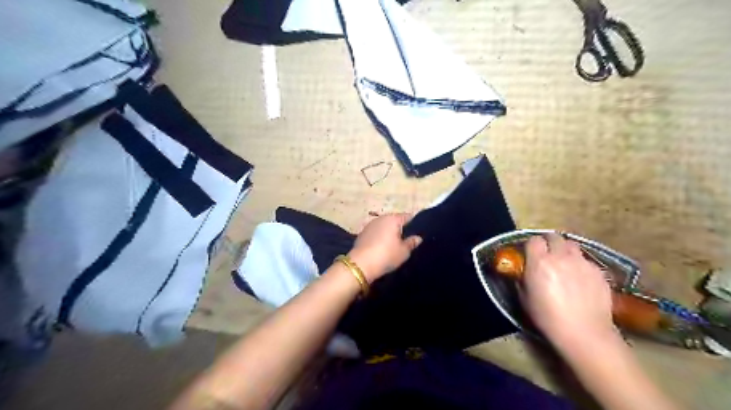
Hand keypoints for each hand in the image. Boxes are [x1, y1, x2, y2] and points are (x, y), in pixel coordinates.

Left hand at [346, 214, 422, 281]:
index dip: (414, 224)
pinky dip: (380, 237)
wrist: (361, 265)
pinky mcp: (362, 234)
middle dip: (400, 228)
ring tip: (395, 244)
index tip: (419, 232)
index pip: (407, 217)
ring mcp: (370, 225)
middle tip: (407, 240)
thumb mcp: (404, 252)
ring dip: (389, 233)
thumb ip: (411, 243)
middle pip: (394, 220)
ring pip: (384, 226)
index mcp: (393, 219)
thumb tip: (418, 237)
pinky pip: (375, 233)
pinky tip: (382, 247)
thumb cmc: (386, 255)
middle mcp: (381, 218)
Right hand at [519, 234, 615, 348]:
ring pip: (573, 245)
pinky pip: (586, 261)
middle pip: (555, 237)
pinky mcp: (598, 271)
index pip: (534, 240)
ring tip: (565, 263)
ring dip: (566, 250)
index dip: (532, 245)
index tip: (530, 253)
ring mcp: (582, 262)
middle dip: (549, 242)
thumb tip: (523, 272)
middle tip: (548, 254)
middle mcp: (560, 256)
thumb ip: (522, 279)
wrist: (584, 332)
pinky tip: (581, 279)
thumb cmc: (547, 317)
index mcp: (539, 261)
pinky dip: (581, 265)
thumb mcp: (525, 298)